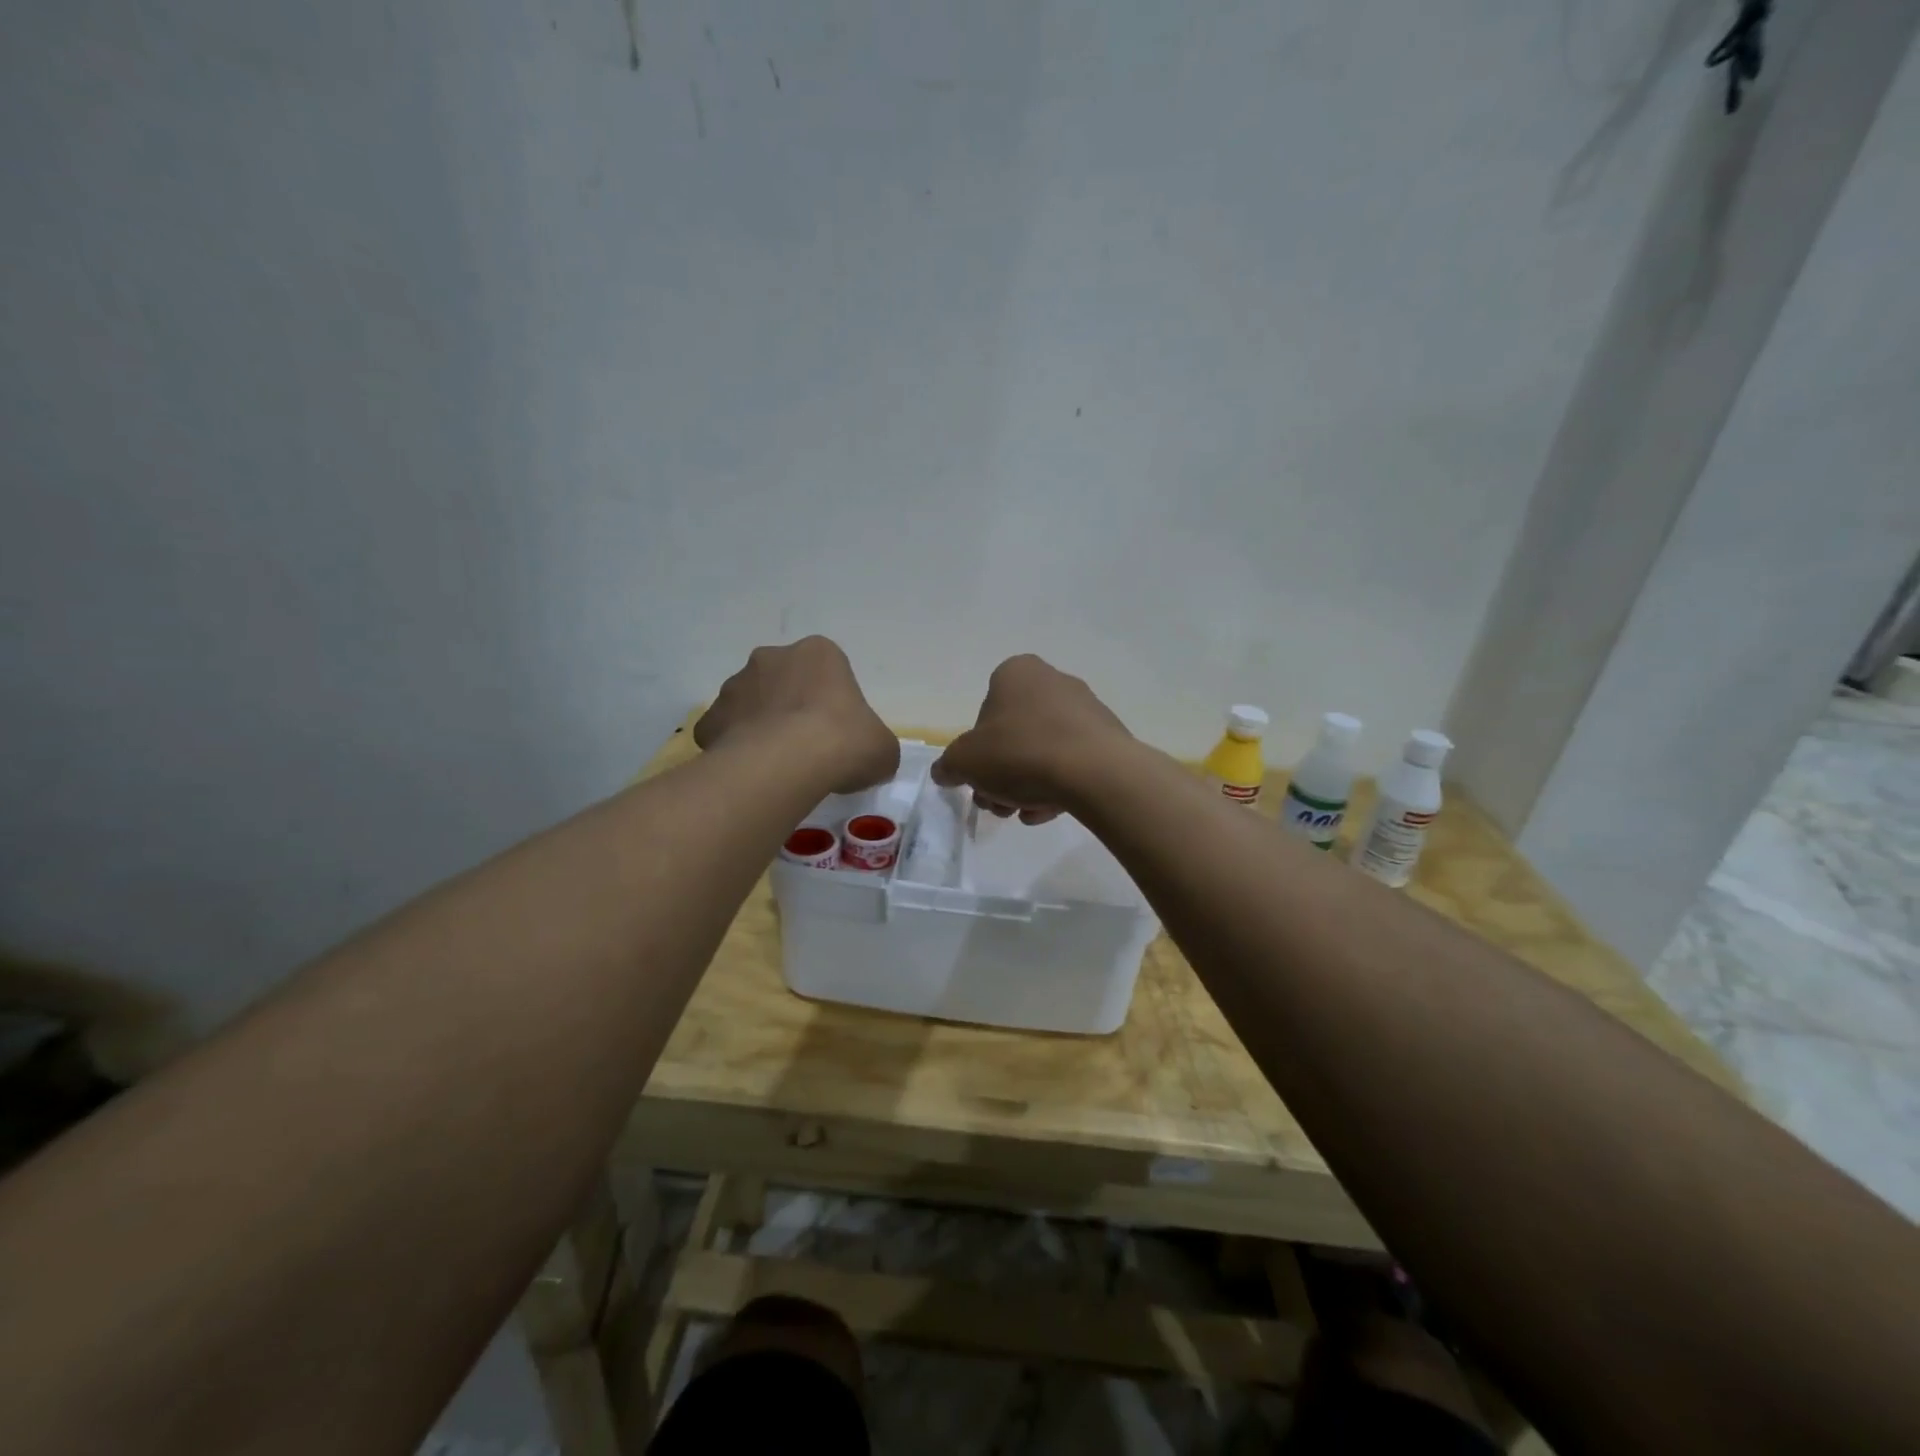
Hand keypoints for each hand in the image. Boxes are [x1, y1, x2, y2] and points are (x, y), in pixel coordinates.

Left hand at [696, 637, 898, 793]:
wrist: (785, 764)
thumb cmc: (843, 742)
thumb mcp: (882, 747)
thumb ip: (874, 744)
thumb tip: (868, 755)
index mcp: (819, 653)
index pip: (828, 671)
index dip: (833, 703)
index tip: (838, 732)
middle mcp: (772, 658)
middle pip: (784, 681)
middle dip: (792, 707)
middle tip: (807, 746)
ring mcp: (735, 686)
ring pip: (751, 704)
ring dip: (762, 726)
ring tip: (778, 765)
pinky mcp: (709, 719)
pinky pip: (724, 732)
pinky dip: (734, 749)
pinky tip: (751, 774)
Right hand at [932, 655, 1133, 821]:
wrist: (1095, 773)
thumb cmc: (1021, 753)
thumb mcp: (966, 762)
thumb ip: (949, 765)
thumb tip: (944, 771)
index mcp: (1017, 673)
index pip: (986, 708)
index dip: (977, 748)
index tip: (979, 777)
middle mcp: (1053, 681)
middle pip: (1014, 734)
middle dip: (1002, 774)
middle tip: (998, 804)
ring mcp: (1086, 709)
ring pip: (1043, 751)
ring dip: (1027, 785)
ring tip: (1025, 815)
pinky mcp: (1108, 738)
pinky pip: (1072, 762)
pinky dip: (1057, 785)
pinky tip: (1049, 812)